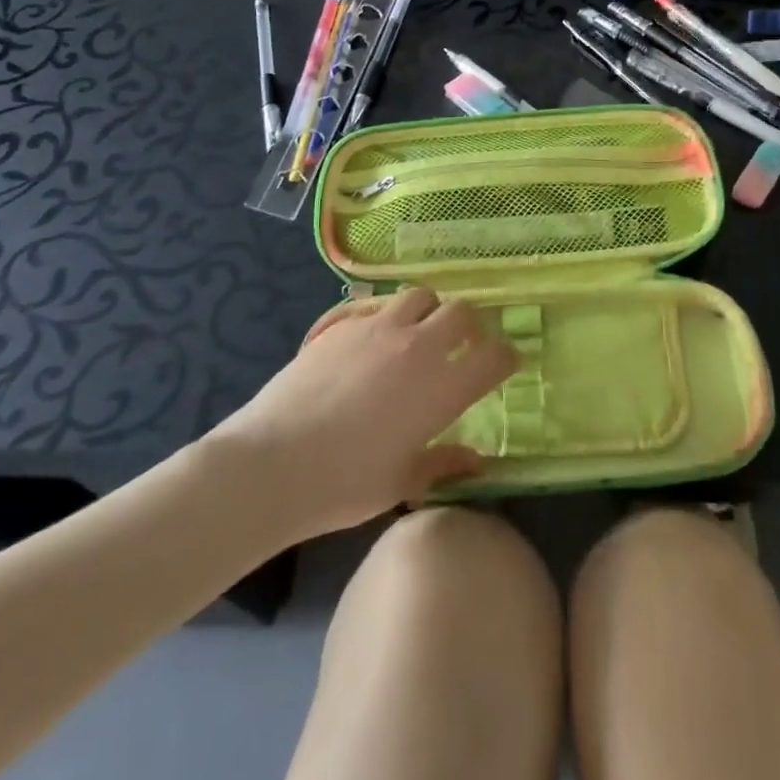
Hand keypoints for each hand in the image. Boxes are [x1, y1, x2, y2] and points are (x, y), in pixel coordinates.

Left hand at [219, 289, 517, 540]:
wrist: (273, 462)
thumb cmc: (344, 483)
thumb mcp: (402, 481)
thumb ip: (445, 463)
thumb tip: (478, 459)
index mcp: (442, 388)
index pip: (494, 357)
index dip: (506, 357)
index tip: (504, 364)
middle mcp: (418, 347)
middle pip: (461, 312)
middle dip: (470, 326)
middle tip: (462, 346)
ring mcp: (380, 328)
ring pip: (421, 295)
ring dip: (428, 311)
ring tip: (418, 334)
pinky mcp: (345, 323)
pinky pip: (378, 304)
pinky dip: (389, 316)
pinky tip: (374, 341)